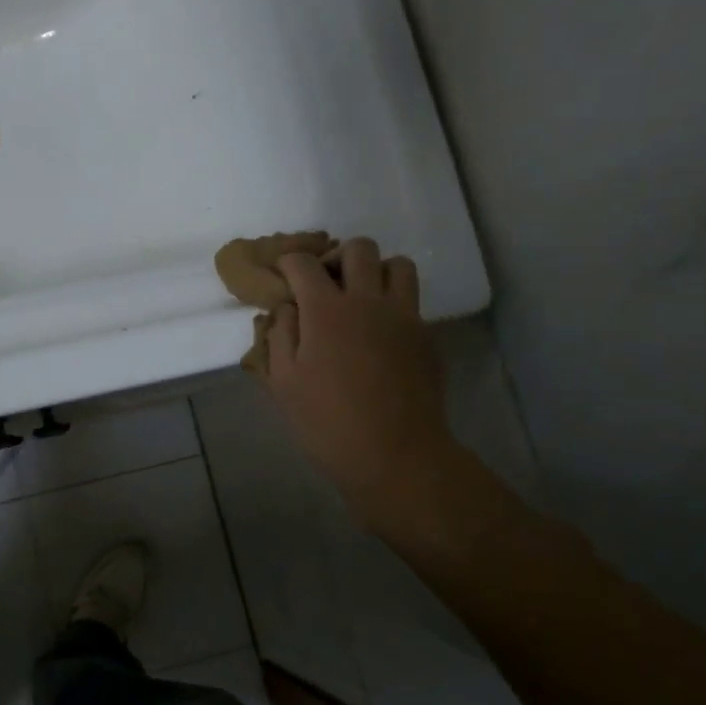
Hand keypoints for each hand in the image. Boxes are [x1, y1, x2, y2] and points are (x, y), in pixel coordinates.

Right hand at [256, 239, 456, 526]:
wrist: (395, 455)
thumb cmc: (327, 422)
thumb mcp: (283, 382)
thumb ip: (280, 335)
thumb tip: (286, 308)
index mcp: (326, 310)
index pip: (303, 263)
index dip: (288, 263)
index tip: (283, 276)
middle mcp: (368, 301)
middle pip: (358, 249)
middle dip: (335, 257)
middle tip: (324, 284)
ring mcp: (403, 316)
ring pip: (397, 264)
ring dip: (374, 271)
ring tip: (360, 298)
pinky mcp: (425, 335)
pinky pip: (411, 300)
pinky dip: (393, 302)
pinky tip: (379, 331)